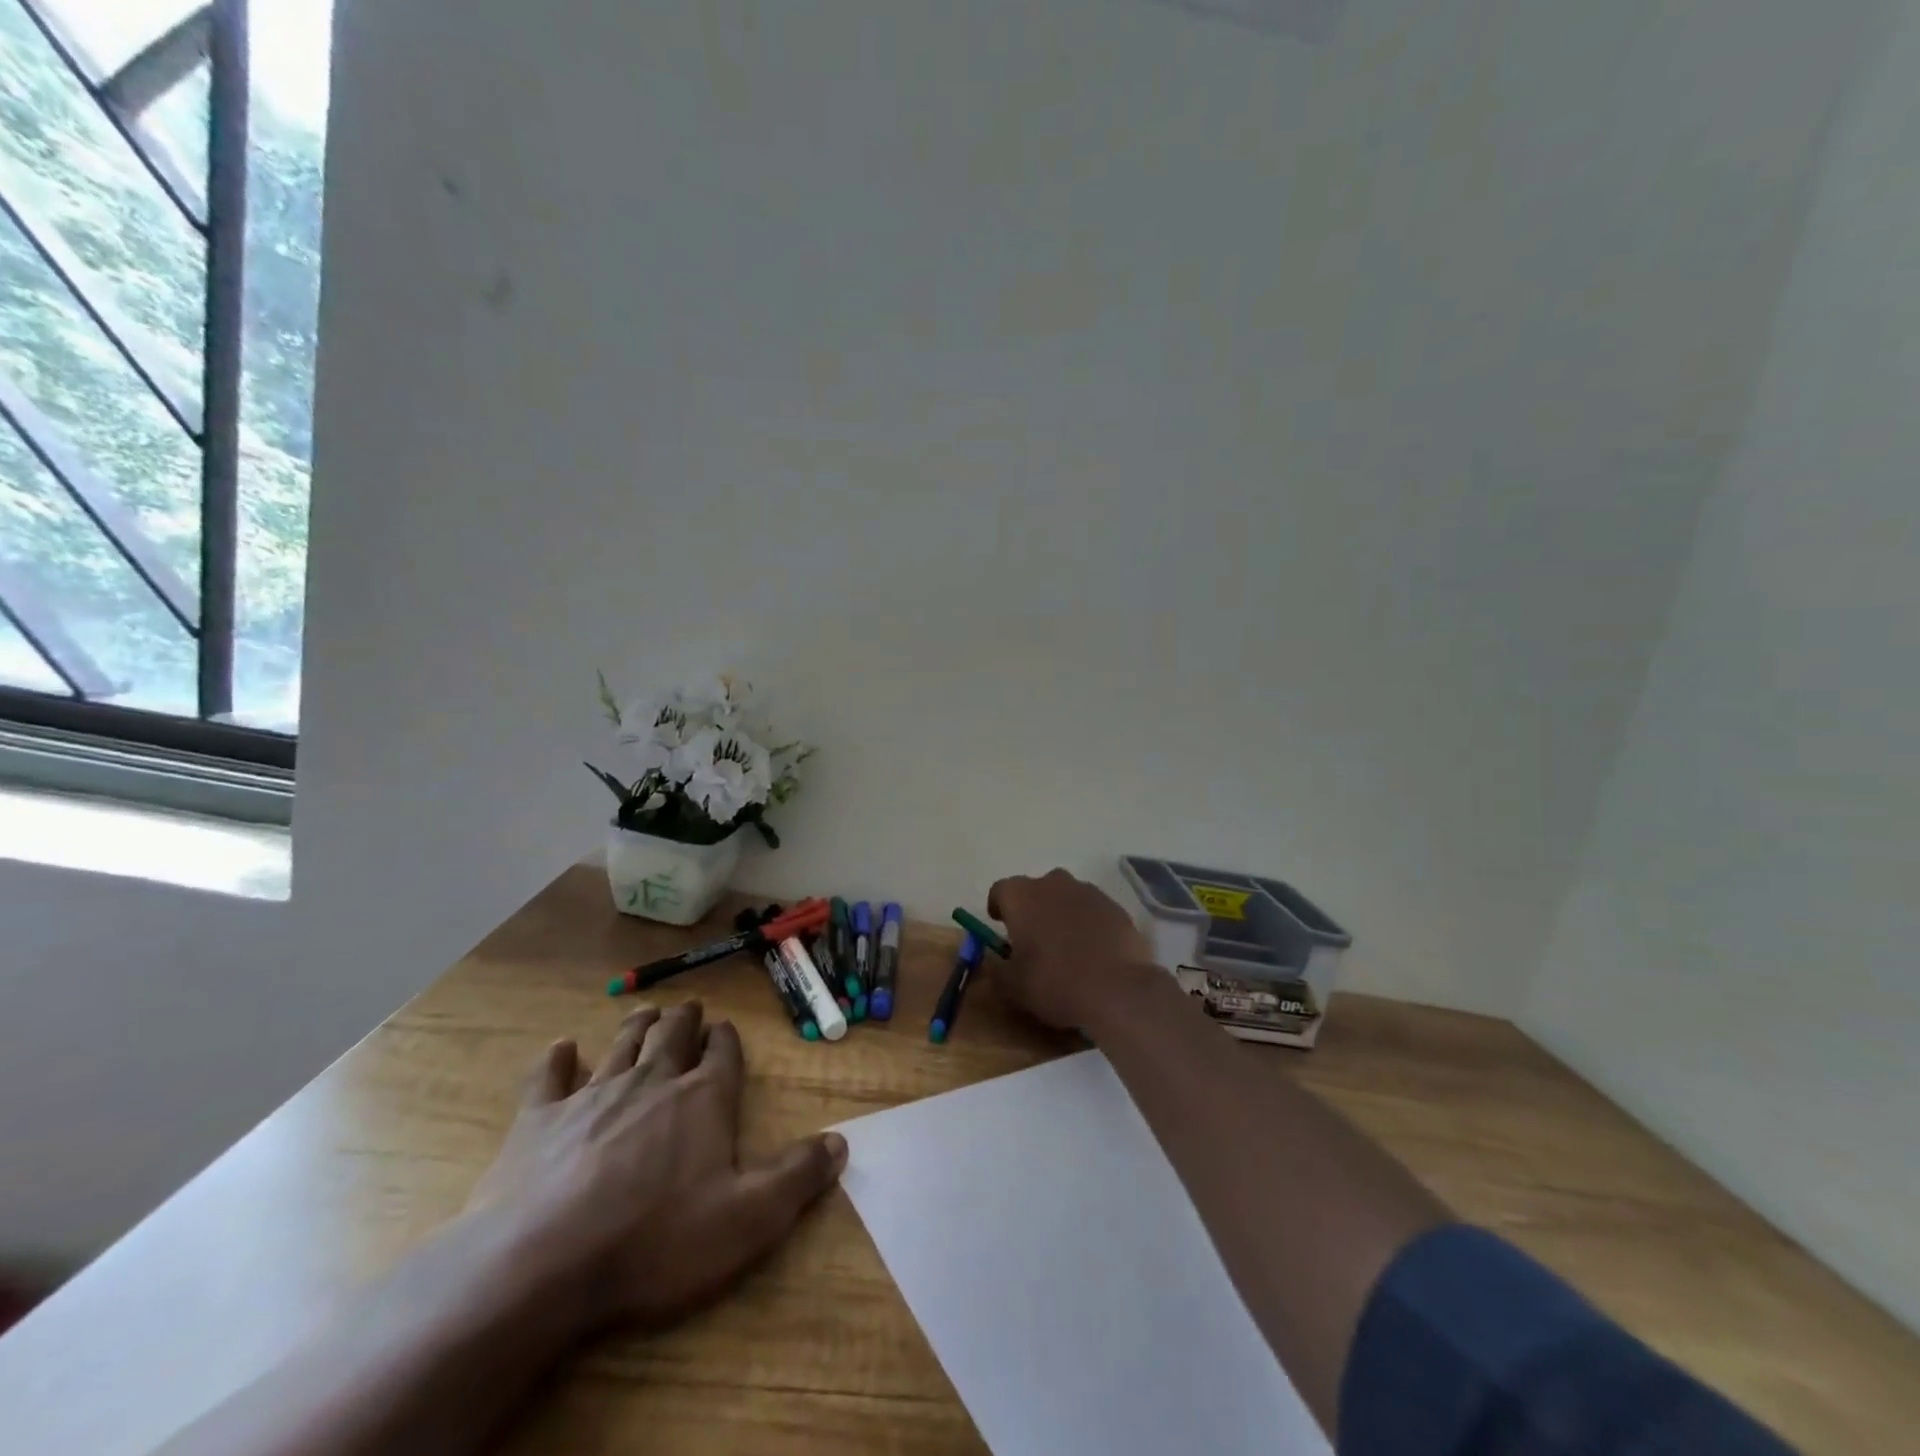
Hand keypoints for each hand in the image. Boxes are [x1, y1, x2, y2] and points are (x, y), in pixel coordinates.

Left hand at [467, 1001, 845, 1332]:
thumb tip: (841, 1142)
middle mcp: (652, 1082)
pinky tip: (561, 1049)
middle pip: (672, 1037)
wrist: (542, 1265)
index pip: (722, 1054)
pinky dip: (557, 1060)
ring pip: (622, 1045)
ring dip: (636, 1026)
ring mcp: (593, 1096)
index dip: (726, 1040)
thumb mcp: (748, 1219)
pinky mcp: (539, 1120)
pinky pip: (549, 1077)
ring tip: (645, 1012)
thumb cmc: (656, 1241)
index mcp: (703, 1099)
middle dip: (684, 1020)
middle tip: (688, 1008)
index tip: (726, 1030)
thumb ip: (797, 1176)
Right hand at [986, 868, 1160, 1031]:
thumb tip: (993, 962)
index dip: (998, 907)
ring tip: (1065, 946)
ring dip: (1061, 913)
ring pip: (1066, 896)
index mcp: (1022, 896)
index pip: (1000, 890)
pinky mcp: (1115, 907)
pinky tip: (1092, 950)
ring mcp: (1088, 892)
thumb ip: (996, 969)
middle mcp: (1053, 883)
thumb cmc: (1054, 983)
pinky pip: (1093, 910)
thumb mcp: (1012, 986)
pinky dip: (1088, 923)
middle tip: (1033, 938)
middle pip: (1036, 889)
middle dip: (1032, 908)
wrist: (1117, 989)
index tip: (1000, 926)